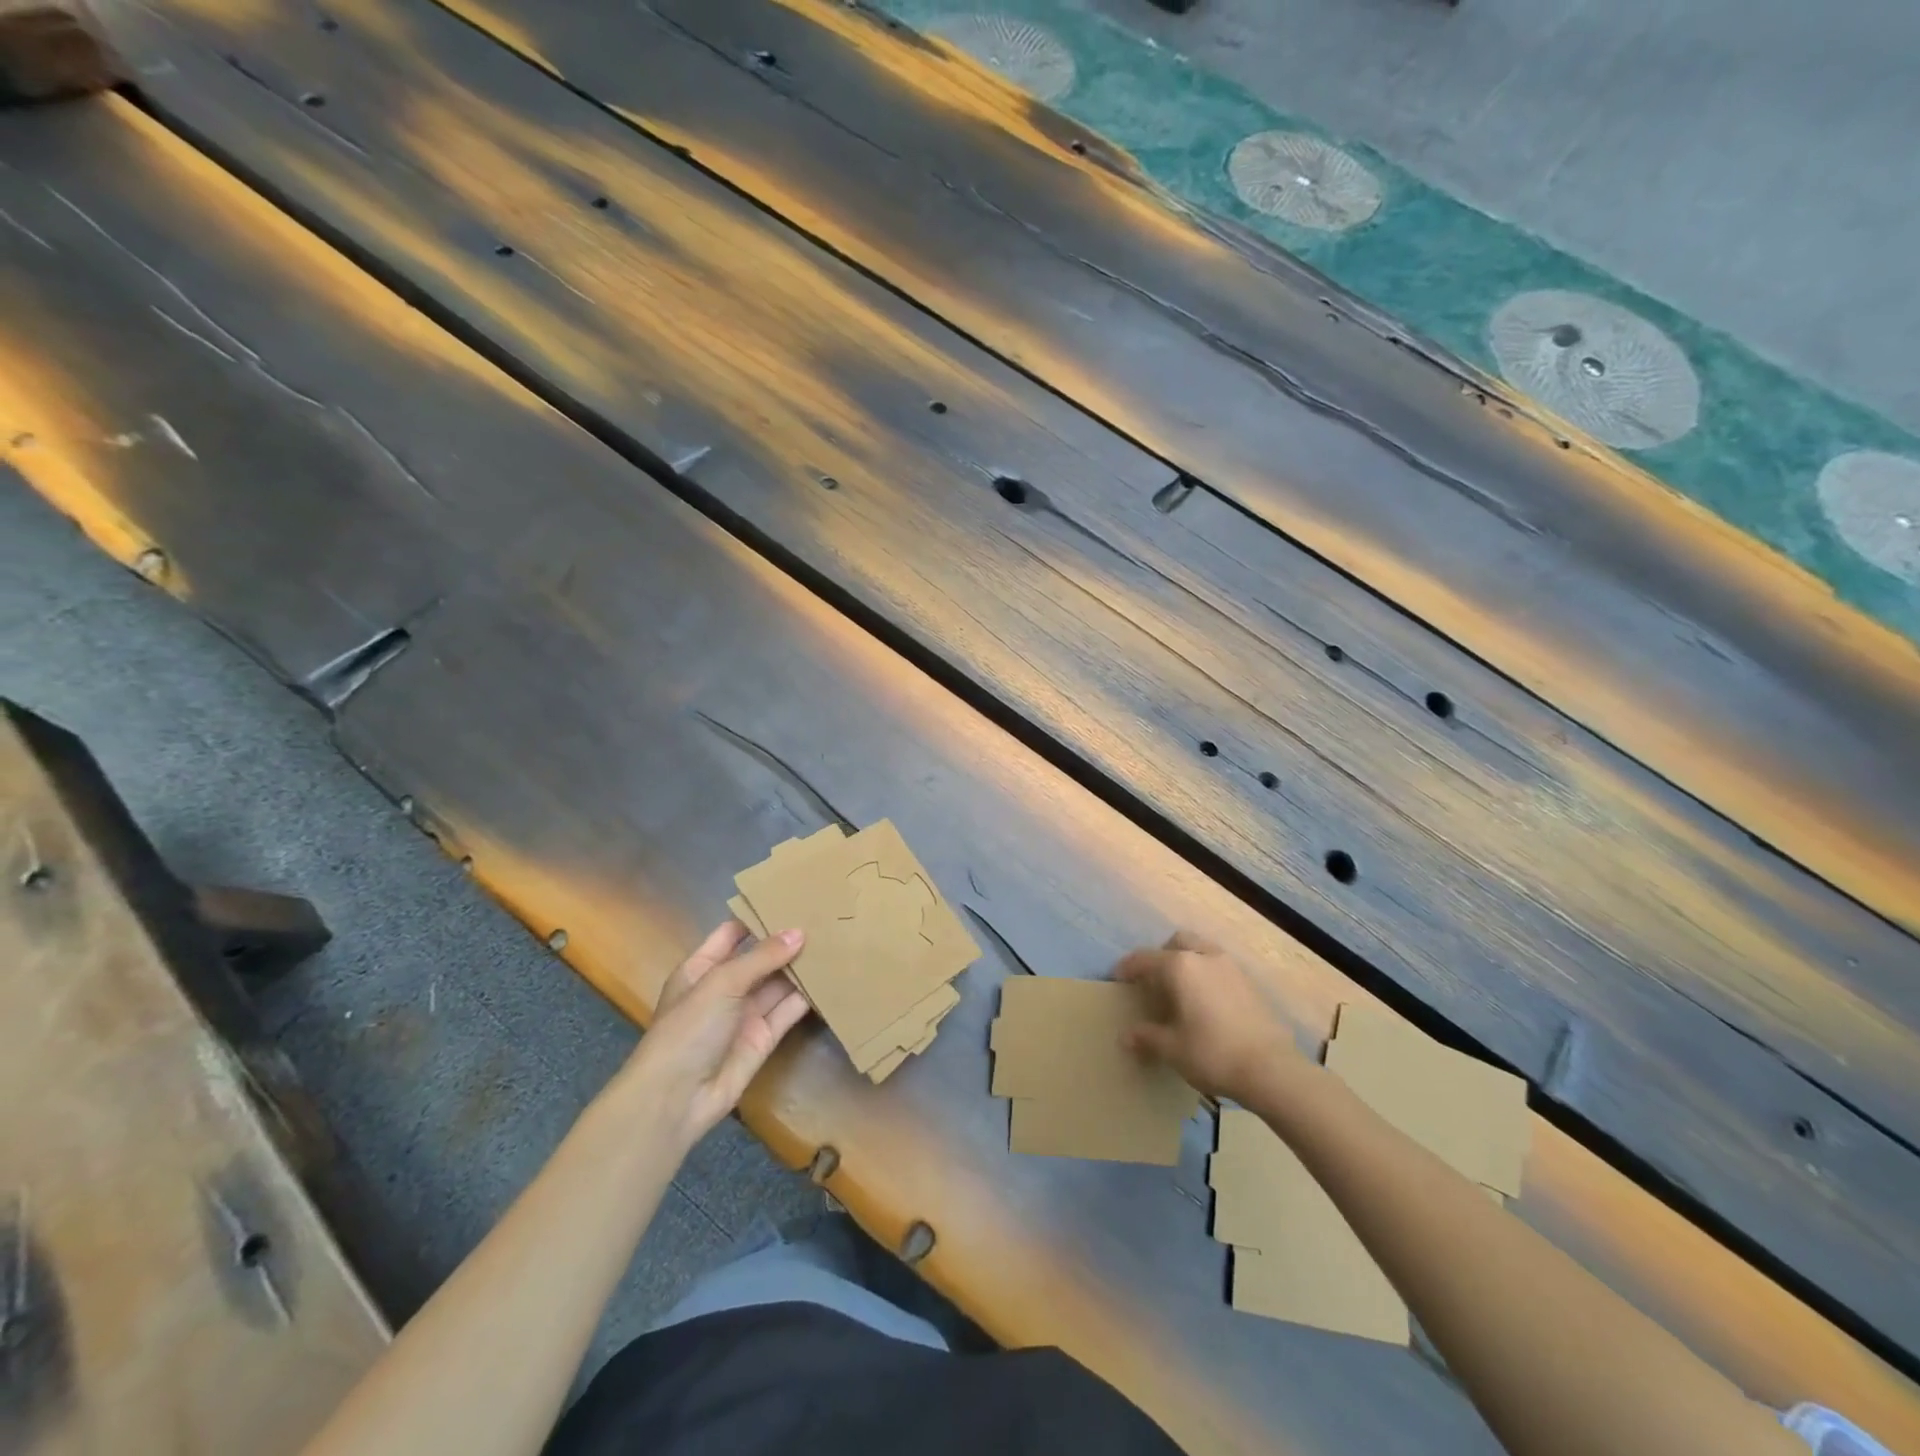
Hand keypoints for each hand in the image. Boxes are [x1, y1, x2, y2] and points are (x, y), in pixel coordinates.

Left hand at [620, 920, 811, 1147]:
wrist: (676, 1099)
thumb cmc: (688, 1029)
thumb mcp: (721, 983)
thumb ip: (762, 957)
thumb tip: (799, 933)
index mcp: (702, 968)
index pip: (732, 934)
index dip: (758, 918)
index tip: (791, 898)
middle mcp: (724, 988)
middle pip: (759, 958)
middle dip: (786, 941)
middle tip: (824, 917)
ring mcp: (744, 1014)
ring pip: (777, 984)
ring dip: (800, 967)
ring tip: (834, 941)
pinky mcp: (763, 1038)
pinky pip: (787, 1011)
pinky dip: (807, 997)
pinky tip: (830, 978)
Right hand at [1116, 930, 1302, 1099]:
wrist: (1272, 1069)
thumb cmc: (1212, 1053)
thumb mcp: (1171, 1048)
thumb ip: (1146, 1037)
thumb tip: (1125, 1036)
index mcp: (1179, 966)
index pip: (1145, 959)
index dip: (1128, 967)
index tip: (1118, 977)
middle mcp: (1204, 956)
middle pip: (1177, 942)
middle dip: (1162, 955)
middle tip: (1154, 980)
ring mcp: (1231, 967)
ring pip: (1202, 950)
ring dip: (1188, 962)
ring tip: (1182, 990)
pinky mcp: (1250, 983)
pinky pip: (1220, 967)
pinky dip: (1207, 975)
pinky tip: (1207, 1002)